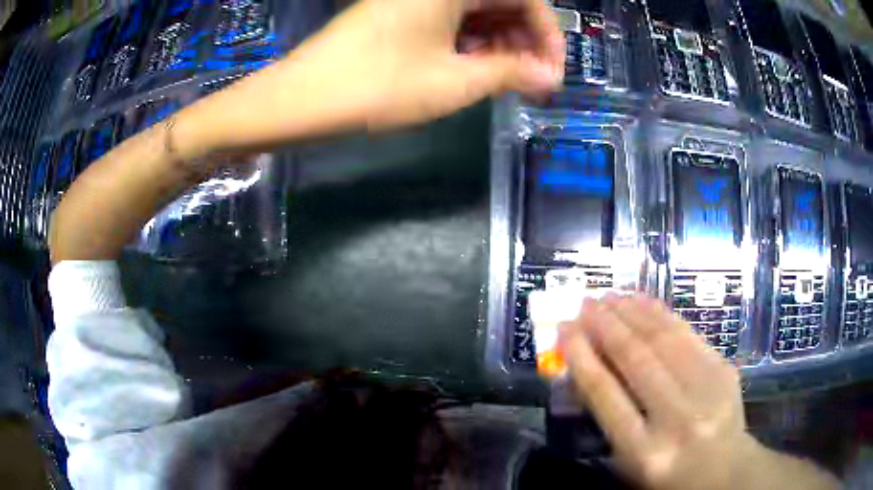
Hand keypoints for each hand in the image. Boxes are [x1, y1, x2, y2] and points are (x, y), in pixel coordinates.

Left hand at [303, 0, 565, 128]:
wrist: (301, 99)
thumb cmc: (377, 86)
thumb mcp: (454, 82)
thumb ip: (511, 73)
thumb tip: (549, 77)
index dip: (547, 34)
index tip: (552, 73)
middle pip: (501, 3)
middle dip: (524, 41)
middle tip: (532, 82)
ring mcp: (415, 0)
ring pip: (476, 13)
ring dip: (499, 45)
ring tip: (506, 82)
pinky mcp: (400, 14)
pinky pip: (450, 21)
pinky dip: (470, 44)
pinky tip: (474, 70)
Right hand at [558, 294, 757, 489]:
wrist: (724, 471)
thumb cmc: (667, 475)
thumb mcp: (629, 462)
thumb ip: (608, 419)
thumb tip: (587, 367)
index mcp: (644, 452)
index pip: (606, 396)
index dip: (582, 357)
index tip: (564, 330)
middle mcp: (677, 419)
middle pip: (637, 360)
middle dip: (606, 326)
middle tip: (585, 303)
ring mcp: (707, 391)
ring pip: (664, 340)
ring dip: (632, 313)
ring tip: (610, 296)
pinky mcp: (724, 371)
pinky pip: (689, 334)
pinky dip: (662, 314)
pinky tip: (644, 302)